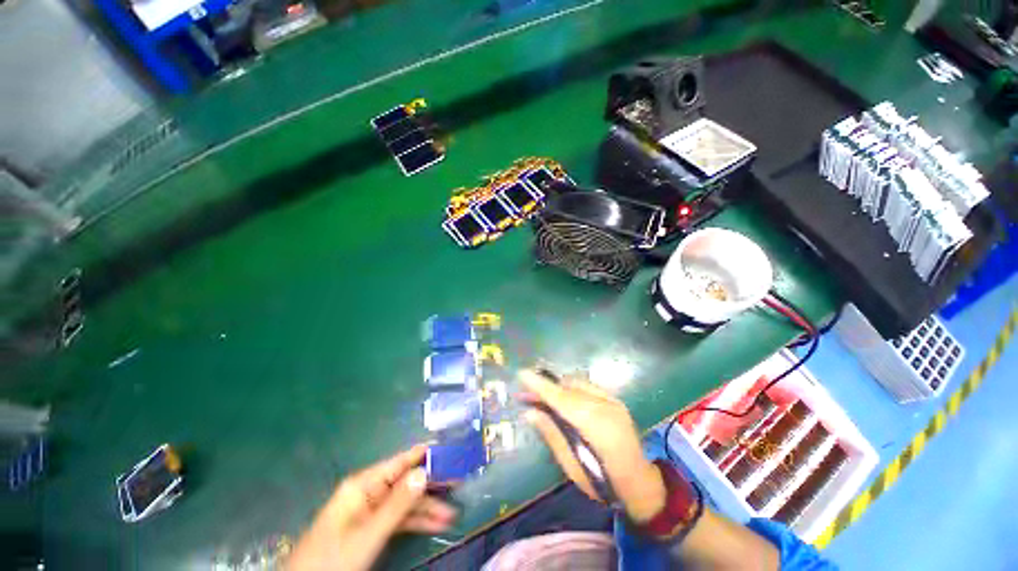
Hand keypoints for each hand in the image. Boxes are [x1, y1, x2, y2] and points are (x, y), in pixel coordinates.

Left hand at [288, 445, 457, 570]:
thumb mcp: (368, 534)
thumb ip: (398, 504)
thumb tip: (425, 472)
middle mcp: (369, 492)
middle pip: (406, 482)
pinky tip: (436, 525)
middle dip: (431, 485)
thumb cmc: (333, 559)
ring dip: (428, 508)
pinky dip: (416, 522)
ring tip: (452, 514)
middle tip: (459, 483)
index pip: (401, 462)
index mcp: (364, 484)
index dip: (426, 456)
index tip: (450, 451)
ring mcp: (370, 511)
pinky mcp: (371, 528)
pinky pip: (399, 519)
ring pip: (405, 503)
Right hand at [518, 370, 666, 522]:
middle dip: (546, 387)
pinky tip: (562, 398)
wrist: (641, 483)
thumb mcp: (572, 466)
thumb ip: (551, 434)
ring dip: (557, 387)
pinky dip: (571, 389)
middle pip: (568, 388)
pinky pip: (587, 387)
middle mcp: (605, 406)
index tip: (522, 374)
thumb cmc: (604, 483)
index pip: (562, 399)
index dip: (541, 386)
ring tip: (541, 396)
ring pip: (578, 384)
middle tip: (525, 393)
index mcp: (596, 426)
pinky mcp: (615, 400)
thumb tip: (530, 412)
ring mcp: (613, 400)